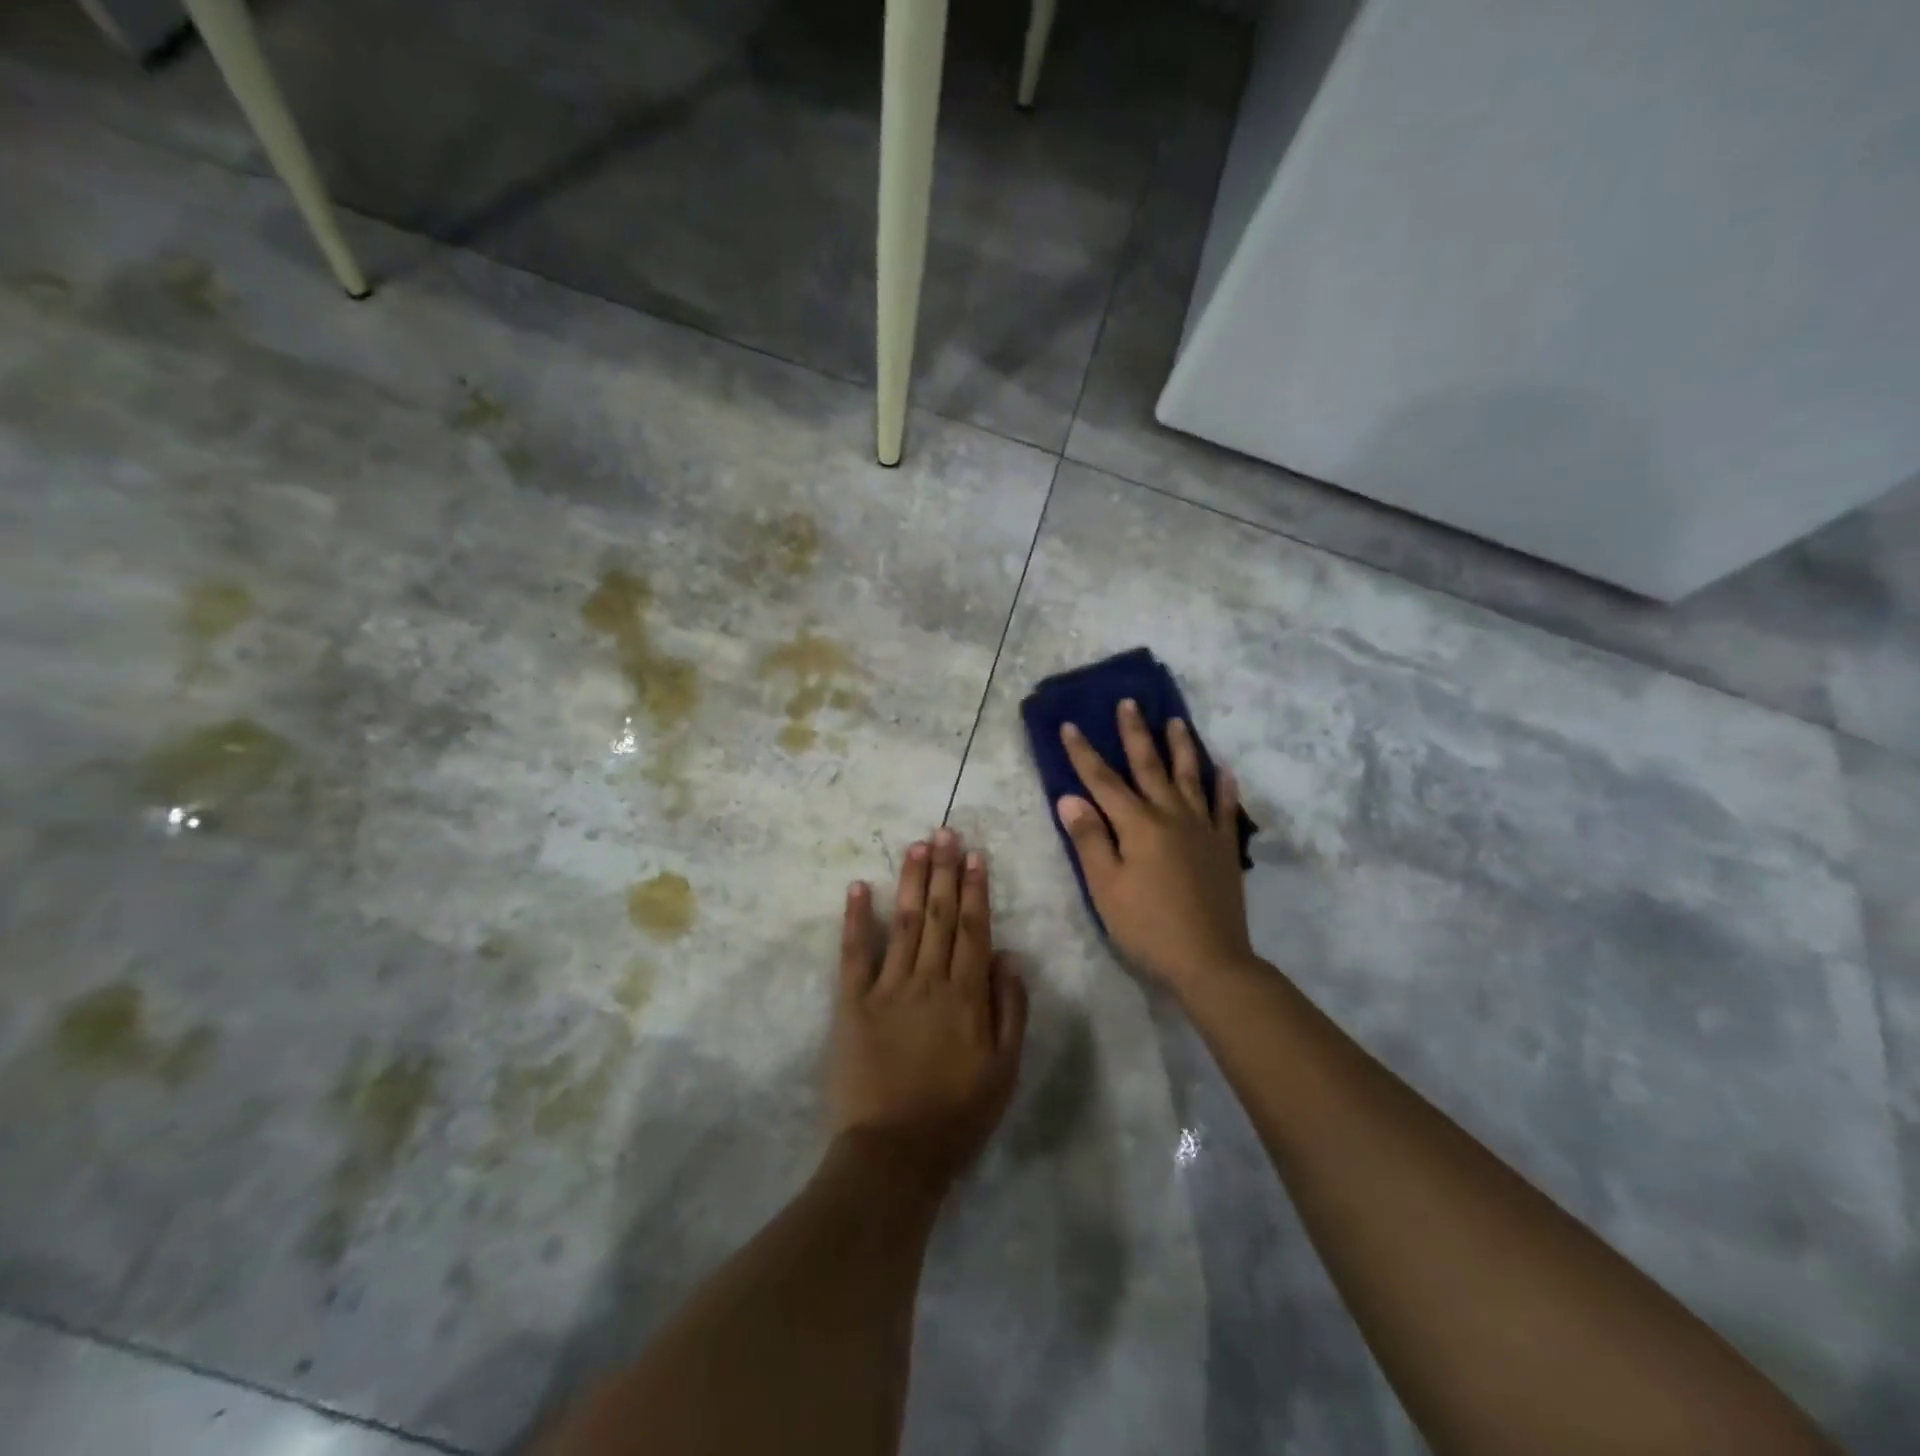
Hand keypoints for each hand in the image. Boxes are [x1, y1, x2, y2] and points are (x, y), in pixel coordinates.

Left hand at [828, 828, 1027, 1195]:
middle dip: (943, 871)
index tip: (974, 855)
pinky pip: (854, 953)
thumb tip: (1008, 955)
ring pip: (905, 923)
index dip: (975, 889)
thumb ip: (1010, 1009)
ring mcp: (887, 988)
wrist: (893, 1155)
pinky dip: (857, 918)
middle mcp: (928, 979)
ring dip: (912, 882)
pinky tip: (860, 887)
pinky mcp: (852, 1003)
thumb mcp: (1005, 1070)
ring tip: (916, 846)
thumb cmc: (957, 1116)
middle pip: (940, 915)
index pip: (973, 928)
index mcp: (966, 994)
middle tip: (944, 831)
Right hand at [1058, 700, 1254, 992]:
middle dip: (1135, 733)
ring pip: (1190, 777)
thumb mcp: (1105, 887)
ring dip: (1181, 747)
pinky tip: (1224, 770)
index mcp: (1137, 825)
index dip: (1084, 753)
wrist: (1210, 961)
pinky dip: (1224, 787)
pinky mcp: (1224, 848)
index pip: (1103, 781)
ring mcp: (1202, 829)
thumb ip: (1089, 839)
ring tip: (1176, 721)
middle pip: (1149, 766)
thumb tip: (1070, 797)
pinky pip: (1224, 808)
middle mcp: (1171, 816)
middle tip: (1128, 702)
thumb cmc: (1147, 927)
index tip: (1070, 725)